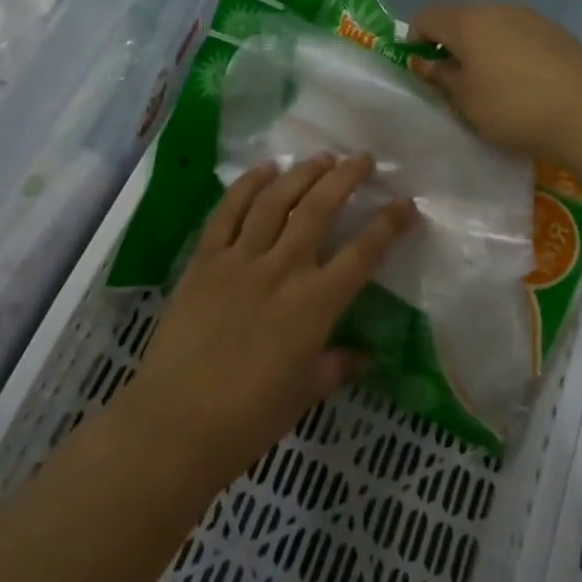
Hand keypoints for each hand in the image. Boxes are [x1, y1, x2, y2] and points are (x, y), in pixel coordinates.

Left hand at [119, 155, 414, 493]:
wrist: (175, 424)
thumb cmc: (249, 419)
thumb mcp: (305, 393)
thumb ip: (337, 366)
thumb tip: (366, 356)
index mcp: (314, 305)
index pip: (362, 253)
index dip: (388, 224)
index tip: (405, 203)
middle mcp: (282, 270)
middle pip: (319, 209)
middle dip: (345, 178)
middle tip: (362, 159)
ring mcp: (240, 260)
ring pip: (276, 200)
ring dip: (302, 173)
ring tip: (321, 158)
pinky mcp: (205, 260)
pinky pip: (227, 211)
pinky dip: (247, 185)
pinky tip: (264, 168)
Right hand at [409, 1, 581, 158]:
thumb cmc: (511, 107)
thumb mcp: (464, 99)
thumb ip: (440, 76)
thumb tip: (425, 62)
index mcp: (467, 21)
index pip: (427, 16)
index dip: (415, 39)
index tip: (422, 69)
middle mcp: (497, 8)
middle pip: (460, 17)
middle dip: (450, 43)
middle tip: (454, 79)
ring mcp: (529, 16)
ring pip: (492, 24)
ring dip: (481, 46)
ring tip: (490, 81)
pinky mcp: (555, 30)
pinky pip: (518, 34)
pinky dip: (509, 50)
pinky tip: (522, 80)